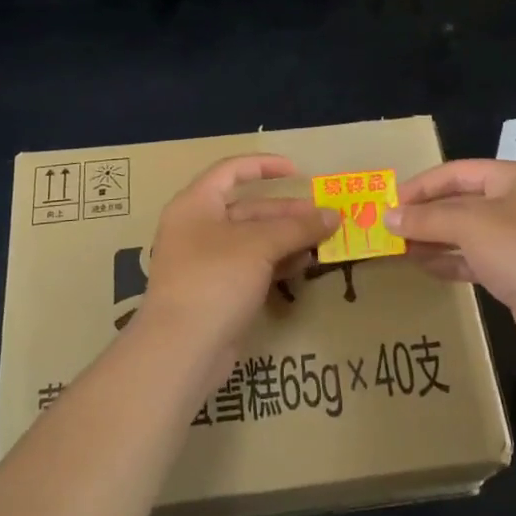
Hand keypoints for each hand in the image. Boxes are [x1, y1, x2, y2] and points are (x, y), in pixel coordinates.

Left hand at [141, 155, 338, 380]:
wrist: (182, 349)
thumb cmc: (215, 279)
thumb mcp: (259, 245)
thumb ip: (298, 227)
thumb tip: (334, 215)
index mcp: (196, 204)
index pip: (231, 170)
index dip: (265, 165)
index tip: (299, 173)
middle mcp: (198, 228)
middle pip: (248, 208)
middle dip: (287, 212)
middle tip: (325, 217)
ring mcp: (206, 262)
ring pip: (253, 240)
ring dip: (287, 238)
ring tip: (323, 241)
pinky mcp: (217, 292)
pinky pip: (251, 266)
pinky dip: (277, 262)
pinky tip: (304, 265)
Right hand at [387, 160, 515, 364]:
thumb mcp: (469, 225)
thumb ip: (426, 219)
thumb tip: (388, 217)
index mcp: (513, 178)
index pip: (457, 172)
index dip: (421, 185)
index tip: (389, 202)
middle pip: (461, 202)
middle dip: (425, 214)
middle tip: (389, 228)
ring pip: (466, 232)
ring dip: (433, 238)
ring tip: (399, 248)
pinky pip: (474, 258)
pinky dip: (449, 260)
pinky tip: (423, 266)